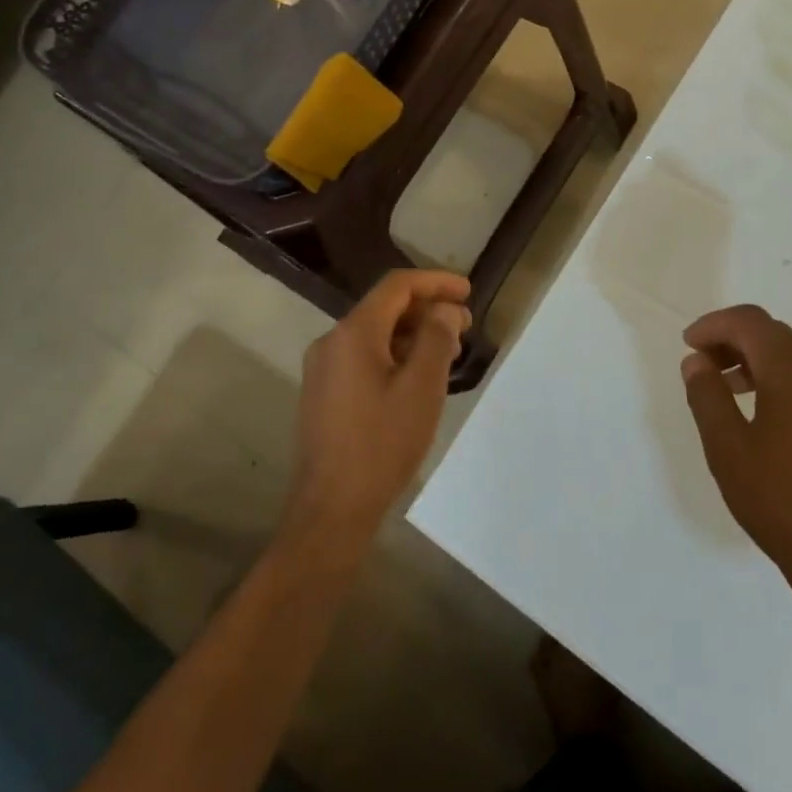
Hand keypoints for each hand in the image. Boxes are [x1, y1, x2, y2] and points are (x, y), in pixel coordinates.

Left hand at [287, 269, 471, 544]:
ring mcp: (323, 368)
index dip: (436, 282)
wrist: (331, 509)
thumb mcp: (422, 388)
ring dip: (413, 334)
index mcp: (353, 332)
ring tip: (448, 352)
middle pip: (385, 308)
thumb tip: (445, 310)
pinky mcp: (324, 392)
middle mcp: (332, 341)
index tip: (468, 292)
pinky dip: (394, 355)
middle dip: (427, 310)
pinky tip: (418, 377)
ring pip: (375, 334)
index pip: (397, 286)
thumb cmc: (382, 444)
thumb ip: (437, 337)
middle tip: (465, 326)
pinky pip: (364, 357)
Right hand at [681, 305, 791, 619]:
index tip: (688, 345)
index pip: (751, 322)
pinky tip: (766, 420)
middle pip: (775, 336)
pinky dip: (782, 385)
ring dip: (758, 363)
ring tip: (728, 391)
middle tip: (703, 365)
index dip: (715, 325)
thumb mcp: (726, 447)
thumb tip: (698, 361)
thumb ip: (707, 395)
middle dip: (734, 341)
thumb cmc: (780, 502)